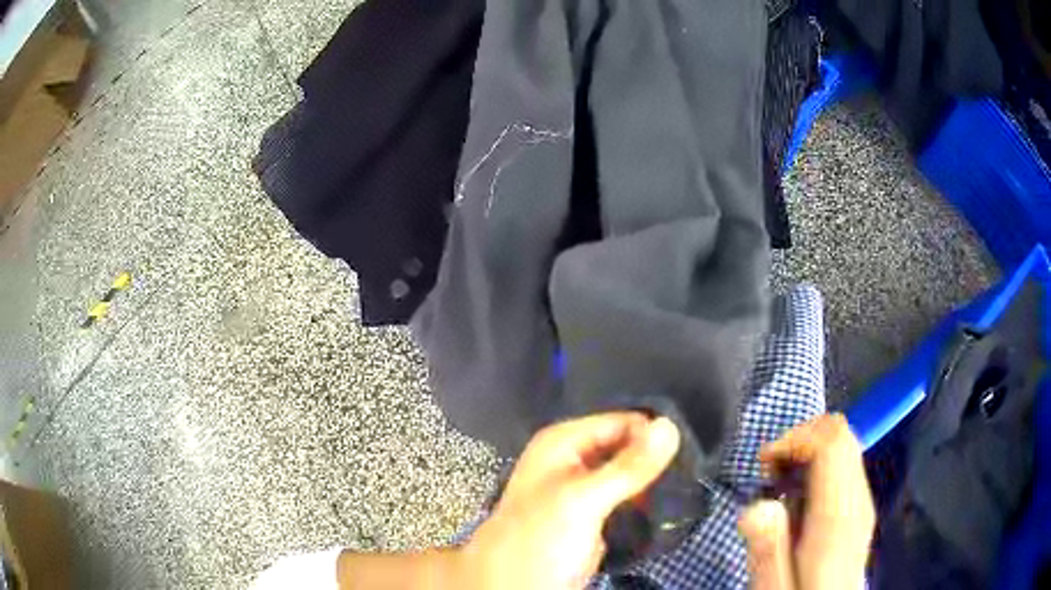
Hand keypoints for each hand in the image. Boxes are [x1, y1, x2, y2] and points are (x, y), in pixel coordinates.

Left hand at [463, 412, 680, 588]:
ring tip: (684, 486)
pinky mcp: (591, 516)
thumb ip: (628, 466)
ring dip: (652, 481)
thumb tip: (670, 425)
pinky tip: (666, 505)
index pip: (622, 422)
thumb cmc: (541, 538)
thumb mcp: (584, 500)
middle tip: (690, 471)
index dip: (653, 434)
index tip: (687, 452)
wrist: (515, 586)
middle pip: (625, 446)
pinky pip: (625, 498)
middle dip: (655, 458)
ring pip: (627, 474)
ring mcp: (581, 489)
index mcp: (562, 442)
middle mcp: (572, 459)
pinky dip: (643, 501)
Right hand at [738, 414, 874, 589]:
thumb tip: (757, 506)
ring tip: (778, 483)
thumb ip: (767, 549)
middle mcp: (857, 498)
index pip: (832, 442)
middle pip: (840, 434)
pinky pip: (843, 461)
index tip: (763, 466)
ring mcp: (862, 499)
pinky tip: (796, 494)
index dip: (795, 438)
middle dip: (799, 439)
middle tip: (769, 473)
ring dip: (806, 449)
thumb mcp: (774, 586)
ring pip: (843, 443)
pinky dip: (816, 462)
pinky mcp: (859, 505)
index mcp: (838, 517)